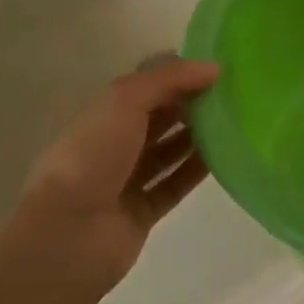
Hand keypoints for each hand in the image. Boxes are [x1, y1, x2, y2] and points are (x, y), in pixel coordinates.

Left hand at [11, 58, 219, 299]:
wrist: (67, 235)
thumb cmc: (92, 155)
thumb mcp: (126, 99)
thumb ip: (171, 78)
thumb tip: (214, 68)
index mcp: (105, 114)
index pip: (148, 86)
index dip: (180, 76)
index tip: (217, 69)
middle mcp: (115, 144)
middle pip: (161, 118)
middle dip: (192, 104)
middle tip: (234, 94)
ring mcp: (127, 180)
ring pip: (170, 151)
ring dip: (198, 136)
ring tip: (236, 120)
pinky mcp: (142, 212)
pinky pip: (175, 184)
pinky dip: (197, 170)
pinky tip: (226, 154)